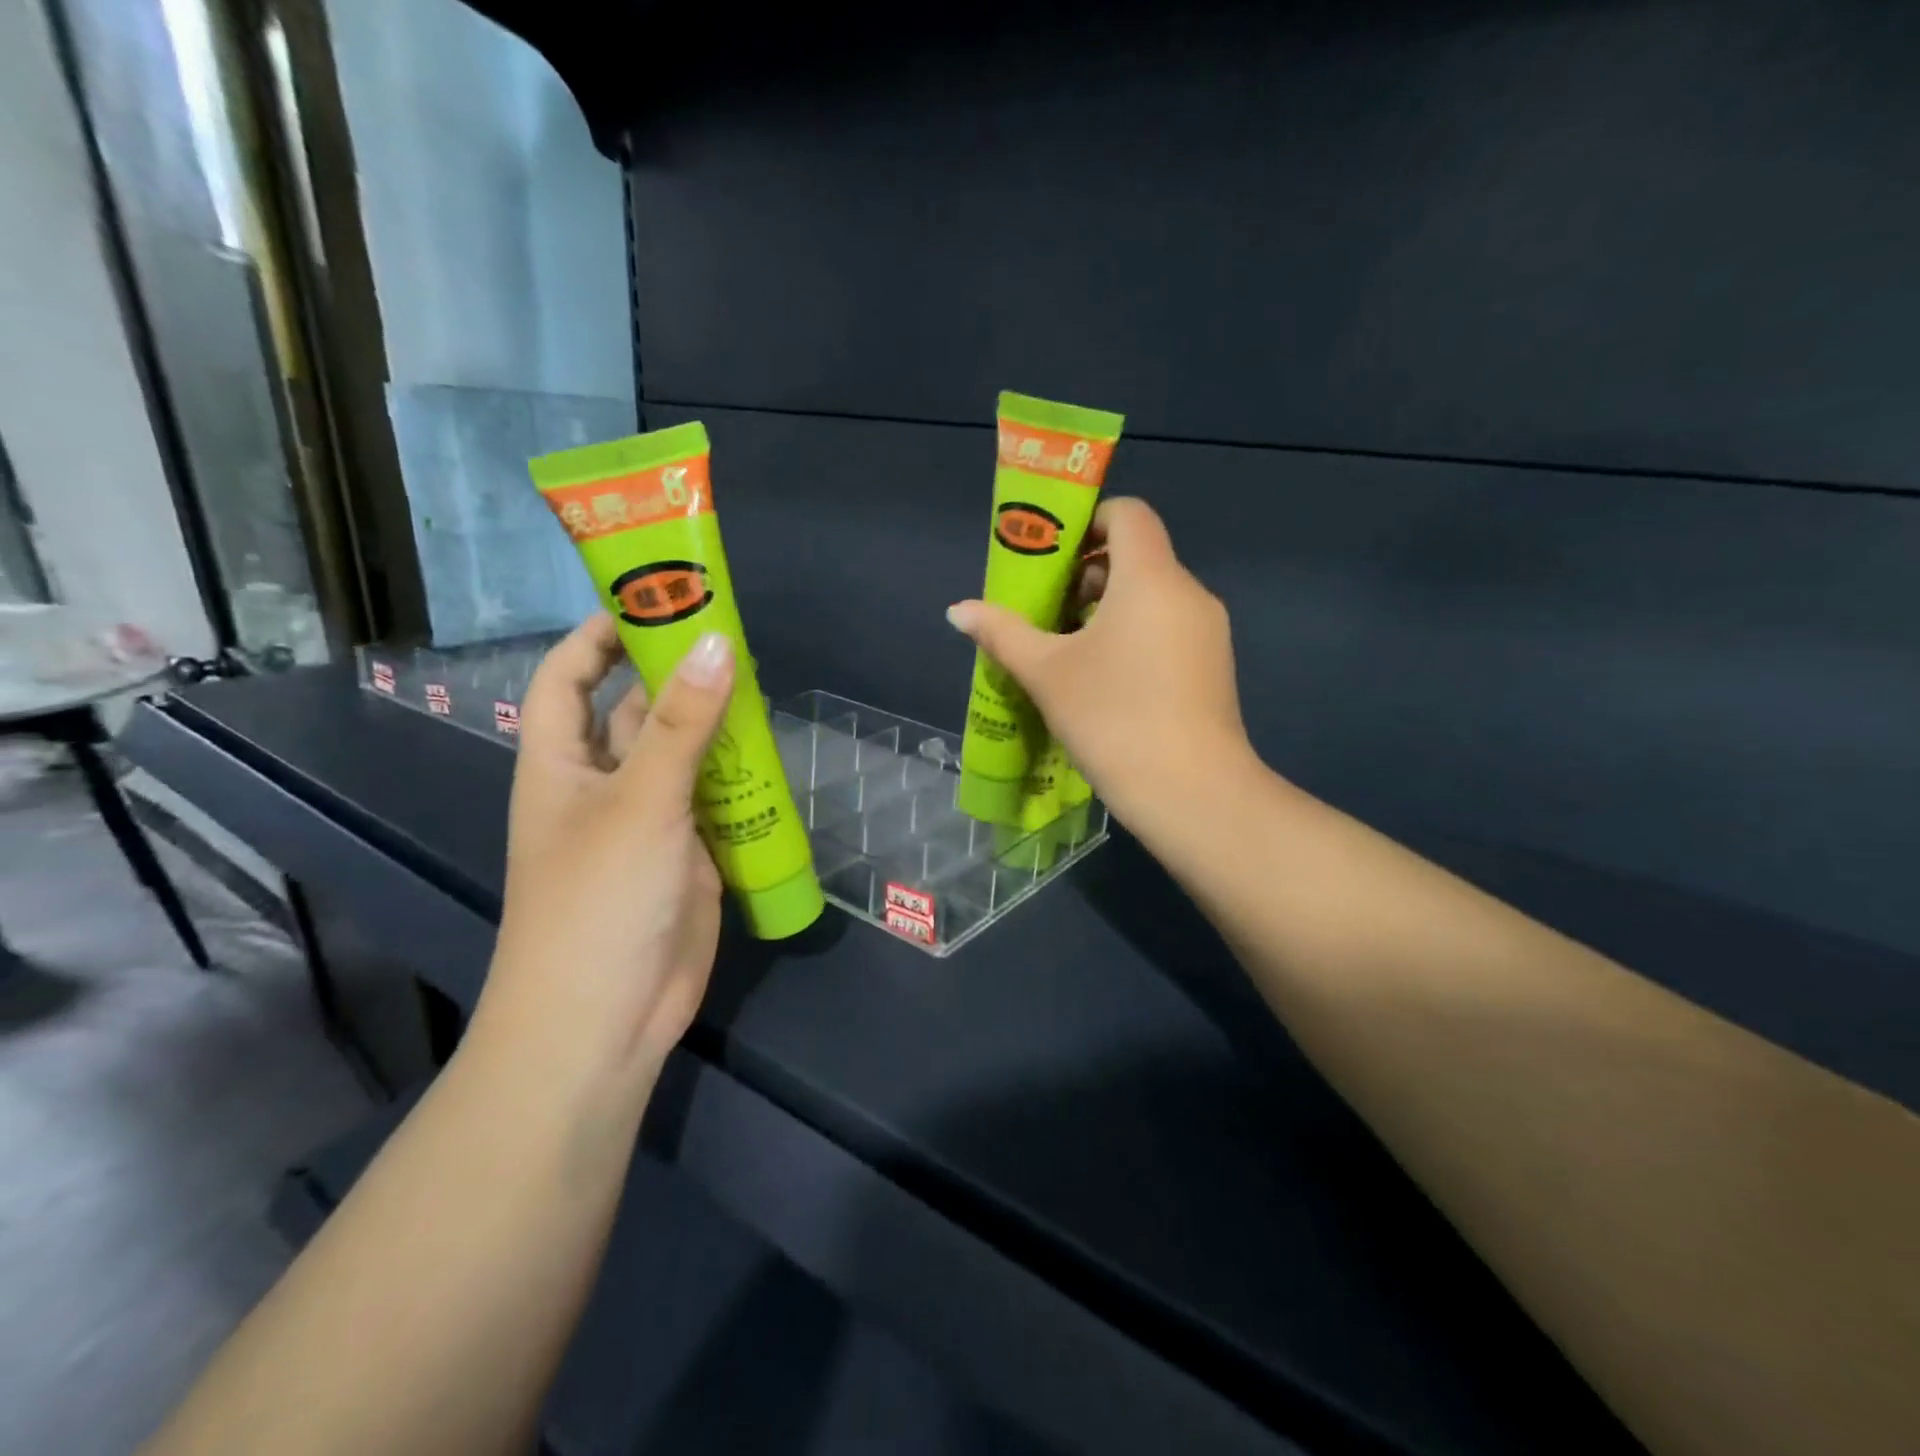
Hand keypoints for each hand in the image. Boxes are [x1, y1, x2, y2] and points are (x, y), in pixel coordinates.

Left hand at [476, 614, 732, 1086]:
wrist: (608, 1017)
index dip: (599, 635)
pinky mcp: (688, 853)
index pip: (568, 677)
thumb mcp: (641, 800)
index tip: (653, 599)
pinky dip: (740, 776)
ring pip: (683, 754)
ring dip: (716, 725)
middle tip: (733, 637)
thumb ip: (683, 722)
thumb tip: (717, 641)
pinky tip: (775, 754)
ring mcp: (649, 820)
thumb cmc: (599, 899)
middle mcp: (602, 783)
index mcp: (561, 761)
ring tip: (764, 685)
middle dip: (675, 674)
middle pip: (636, 710)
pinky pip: (715, 799)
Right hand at [946, 498, 1252, 828]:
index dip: (1089, 521)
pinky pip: (1170, 629)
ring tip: (1069, 650)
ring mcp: (1208, 632)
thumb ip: (1001, 633)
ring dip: (1110, 608)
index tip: (1053, 556)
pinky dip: (1136, 635)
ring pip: (1154, 597)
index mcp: (1151, 578)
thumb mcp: (1046, 673)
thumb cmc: (1113, 717)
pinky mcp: (1214, 667)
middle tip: (1048, 609)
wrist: (1191, 792)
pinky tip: (1106, 680)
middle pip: (1138, 557)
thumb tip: (957, 611)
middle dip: (1089, 573)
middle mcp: (1189, 592)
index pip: (1129, 514)